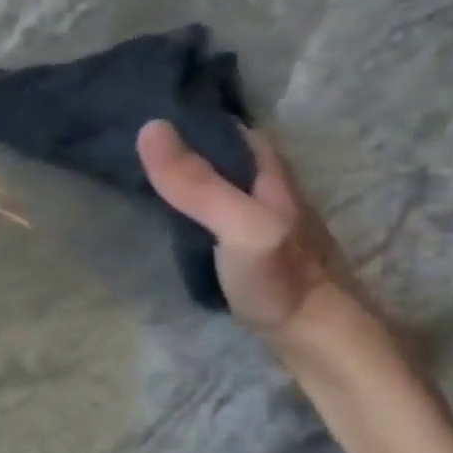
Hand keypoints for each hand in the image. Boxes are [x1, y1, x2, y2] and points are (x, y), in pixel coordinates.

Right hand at [137, 119, 355, 342]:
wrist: (319, 338)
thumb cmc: (281, 278)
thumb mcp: (238, 225)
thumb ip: (197, 183)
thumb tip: (149, 127)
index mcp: (270, 172)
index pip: (230, 128)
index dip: (194, 118)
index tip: (147, 114)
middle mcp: (269, 189)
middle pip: (225, 155)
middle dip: (186, 145)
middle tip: (133, 144)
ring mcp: (262, 221)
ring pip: (221, 184)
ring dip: (187, 176)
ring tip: (141, 173)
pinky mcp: (252, 250)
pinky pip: (215, 213)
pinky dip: (191, 206)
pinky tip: (169, 214)